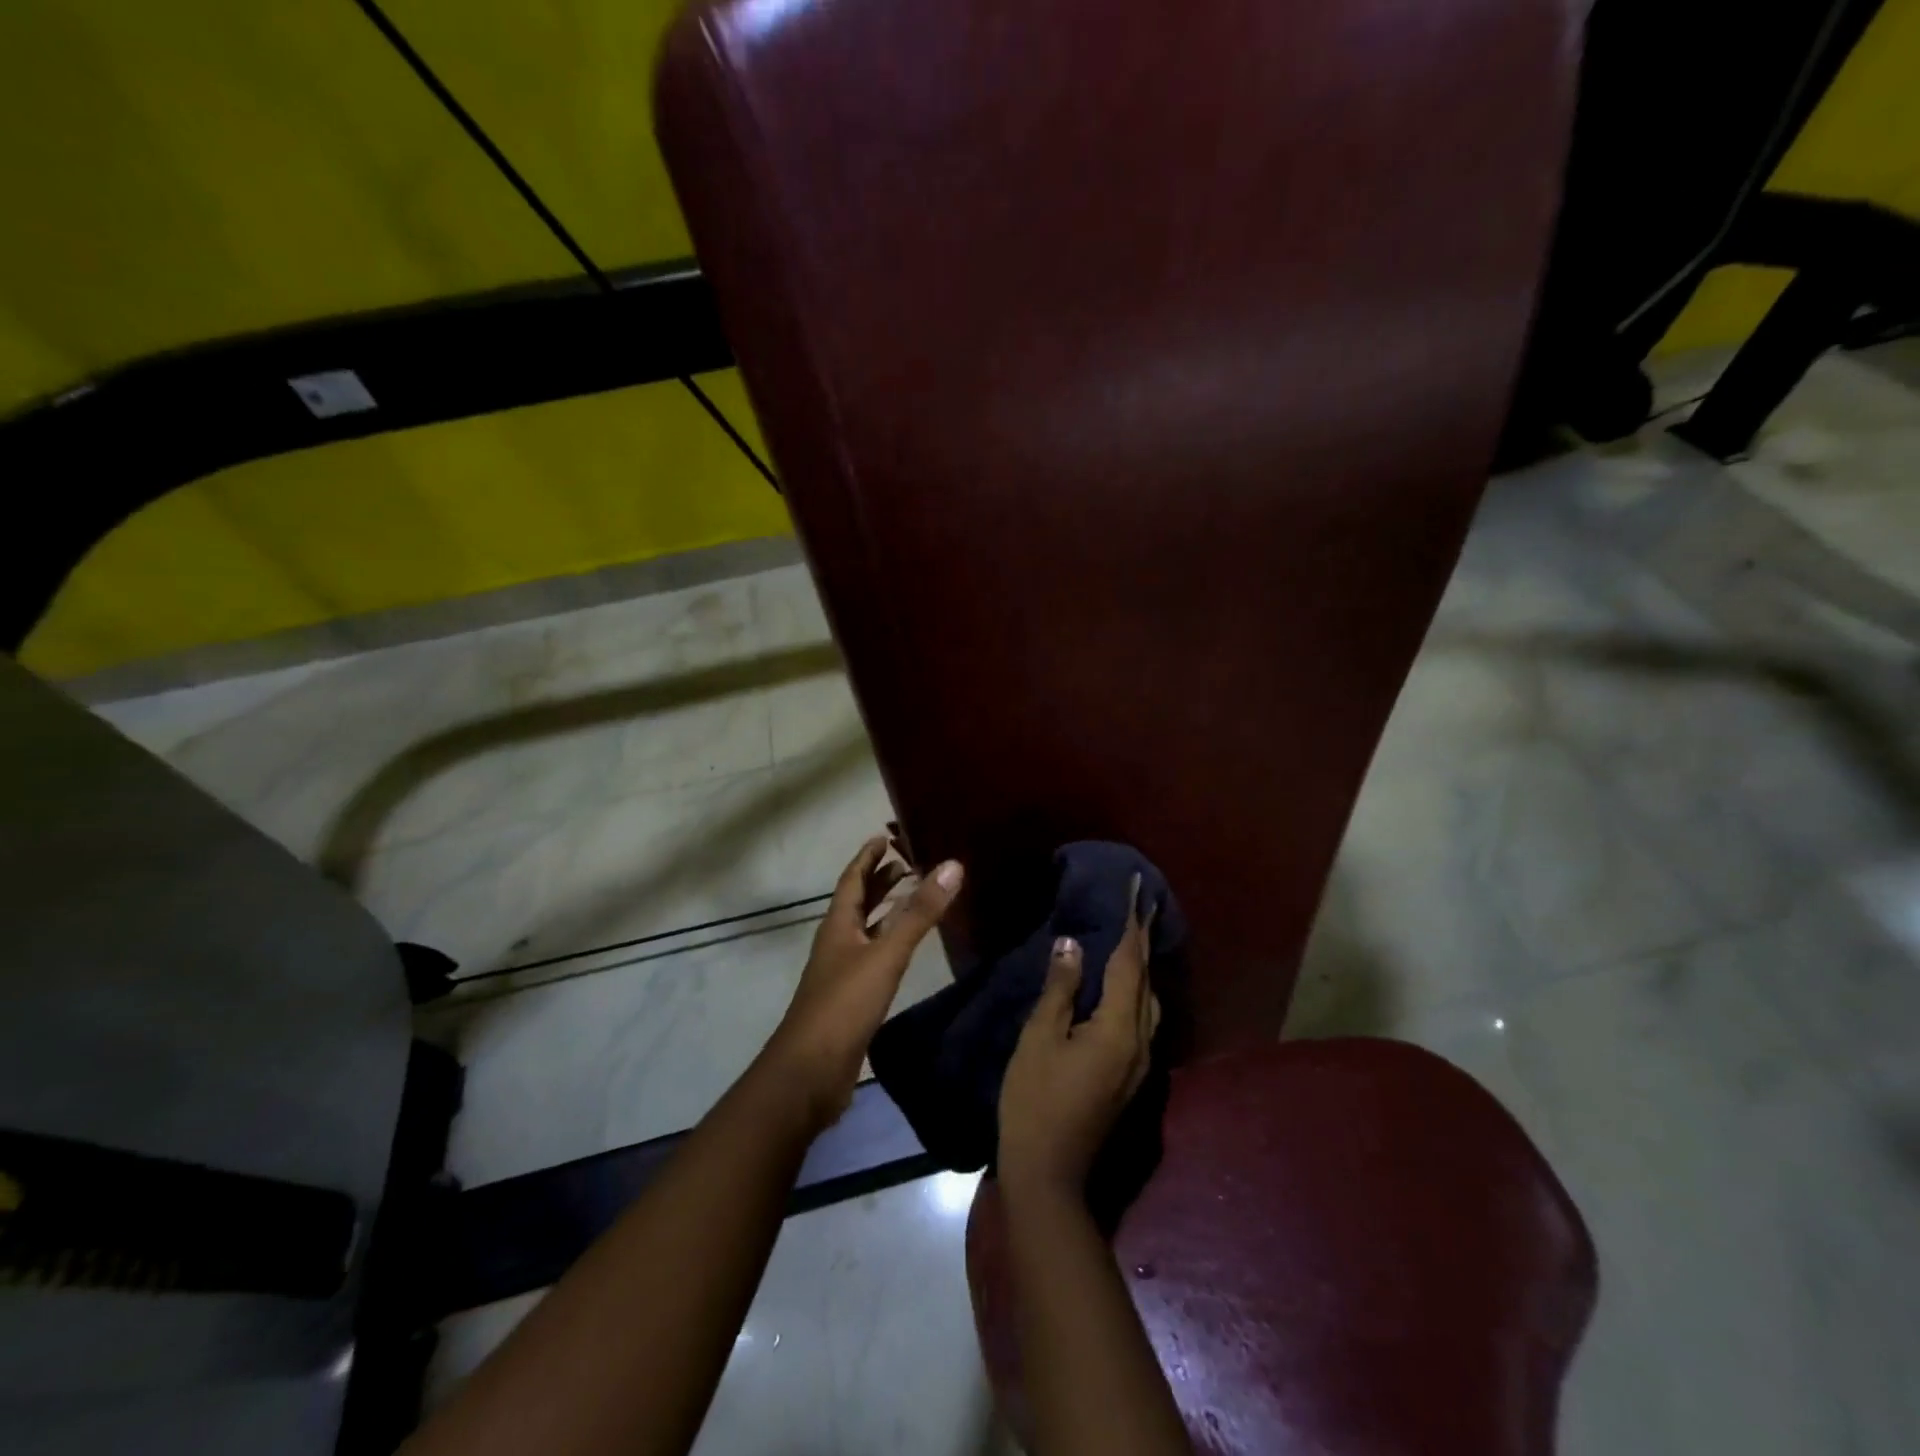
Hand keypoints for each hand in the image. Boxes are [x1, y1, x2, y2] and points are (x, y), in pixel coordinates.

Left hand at [764, 834, 962, 1128]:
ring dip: (888, 910)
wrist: (809, 1073)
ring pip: (867, 930)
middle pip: (858, 902)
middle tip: (910, 861)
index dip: (868, 857)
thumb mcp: (885, 954)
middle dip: (881, 880)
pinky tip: (907, 949)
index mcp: (838, 925)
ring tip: (915, 896)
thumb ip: (919, 913)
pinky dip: (891, 942)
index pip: (852, 879)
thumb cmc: (844, 1005)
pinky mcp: (852, 998)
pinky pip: (874, 957)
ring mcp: (843, 971)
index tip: (885, 836)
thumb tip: (952, 865)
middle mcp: (838, 942)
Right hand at [998, 877, 1159, 1201]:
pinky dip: (1135, 992)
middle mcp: (1141, 1042)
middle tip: (1138, 905)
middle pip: (1146, 980)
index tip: (1137, 889)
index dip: (1132, 923)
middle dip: (1143, 940)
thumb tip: (1072, 944)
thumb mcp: (1040, 1038)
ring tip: (1131, 939)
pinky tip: (1119, 988)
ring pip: (1149, 1002)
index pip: (1130, 962)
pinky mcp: (1130, 1076)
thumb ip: (1061, 989)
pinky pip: (1141, 1020)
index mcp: (1119, 1029)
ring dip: (1142, 967)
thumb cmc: (1035, 1100)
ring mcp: (1140, 1063)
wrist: (1049, 1173)